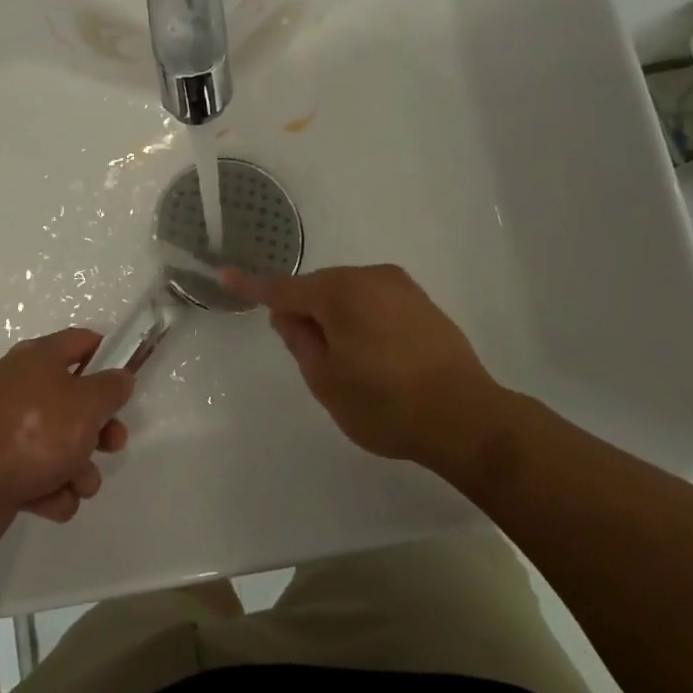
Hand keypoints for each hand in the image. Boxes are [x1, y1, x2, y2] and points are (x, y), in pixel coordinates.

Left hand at [0, 328, 133, 548]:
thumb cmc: (36, 431)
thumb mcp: (87, 403)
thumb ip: (111, 388)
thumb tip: (120, 377)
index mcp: (39, 358)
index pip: (80, 342)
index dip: (107, 355)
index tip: (126, 379)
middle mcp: (20, 385)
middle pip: (73, 399)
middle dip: (99, 428)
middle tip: (114, 444)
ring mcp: (6, 427)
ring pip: (58, 443)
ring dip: (78, 467)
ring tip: (80, 486)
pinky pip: (36, 474)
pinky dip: (51, 489)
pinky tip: (55, 502)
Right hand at [223, 264, 518, 475]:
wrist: (467, 418)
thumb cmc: (386, 405)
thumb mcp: (327, 382)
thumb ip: (300, 341)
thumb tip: (288, 315)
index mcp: (340, 294)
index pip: (283, 288)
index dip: (252, 287)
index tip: (225, 275)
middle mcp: (369, 277)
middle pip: (319, 288)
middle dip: (307, 312)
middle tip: (313, 357)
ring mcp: (399, 286)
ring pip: (348, 293)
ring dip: (337, 316)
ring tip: (353, 363)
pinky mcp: (421, 300)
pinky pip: (375, 300)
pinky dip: (363, 318)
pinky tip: (378, 355)